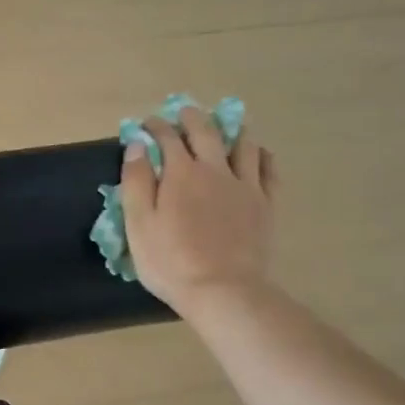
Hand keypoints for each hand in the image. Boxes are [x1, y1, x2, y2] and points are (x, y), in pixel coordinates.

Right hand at [120, 107, 277, 317]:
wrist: (223, 290)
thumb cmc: (170, 261)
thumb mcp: (138, 223)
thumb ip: (136, 181)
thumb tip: (137, 144)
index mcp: (180, 173)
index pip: (166, 137)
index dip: (155, 126)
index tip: (146, 125)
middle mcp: (215, 170)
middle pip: (206, 132)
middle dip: (192, 118)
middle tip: (183, 113)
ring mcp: (245, 186)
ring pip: (243, 144)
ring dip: (230, 130)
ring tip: (224, 128)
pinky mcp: (265, 204)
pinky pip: (268, 169)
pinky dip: (260, 155)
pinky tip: (257, 154)